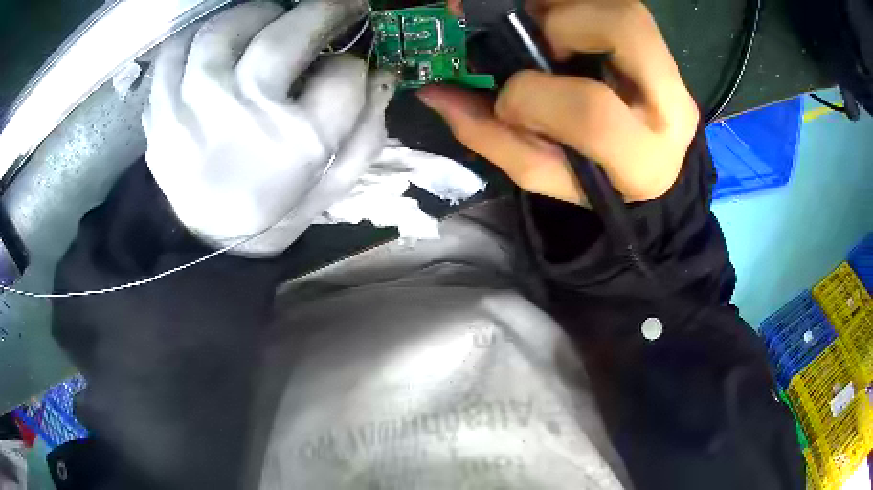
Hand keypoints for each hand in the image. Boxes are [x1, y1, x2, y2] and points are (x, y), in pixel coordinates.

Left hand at [143, 0, 395, 255]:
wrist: (210, 244)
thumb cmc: (276, 211)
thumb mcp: (335, 182)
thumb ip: (366, 129)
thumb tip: (380, 72)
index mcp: (296, 145)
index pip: (343, 77)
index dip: (354, 62)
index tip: (353, 57)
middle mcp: (241, 119)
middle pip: (281, 38)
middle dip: (319, 12)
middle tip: (328, 10)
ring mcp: (190, 114)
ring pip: (220, 32)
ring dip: (252, 15)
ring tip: (265, 21)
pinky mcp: (159, 118)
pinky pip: (172, 56)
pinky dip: (197, 40)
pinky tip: (214, 49)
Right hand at [420, 0, 698, 205]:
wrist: (652, 165)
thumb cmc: (597, 180)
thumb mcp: (544, 172)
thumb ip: (491, 136)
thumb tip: (435, 93)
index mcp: (644, 160)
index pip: (591, 112)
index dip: (531, 97)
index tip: (508, 101)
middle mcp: (672, 107)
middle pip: (626, 28)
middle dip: (564, 23)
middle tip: (537, 41)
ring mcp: (673, 72)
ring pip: (625, 9)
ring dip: (568, 8)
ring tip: (543, 29)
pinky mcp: (663, 48)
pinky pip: (619, 5)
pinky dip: (576, 7)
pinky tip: (558, 24)